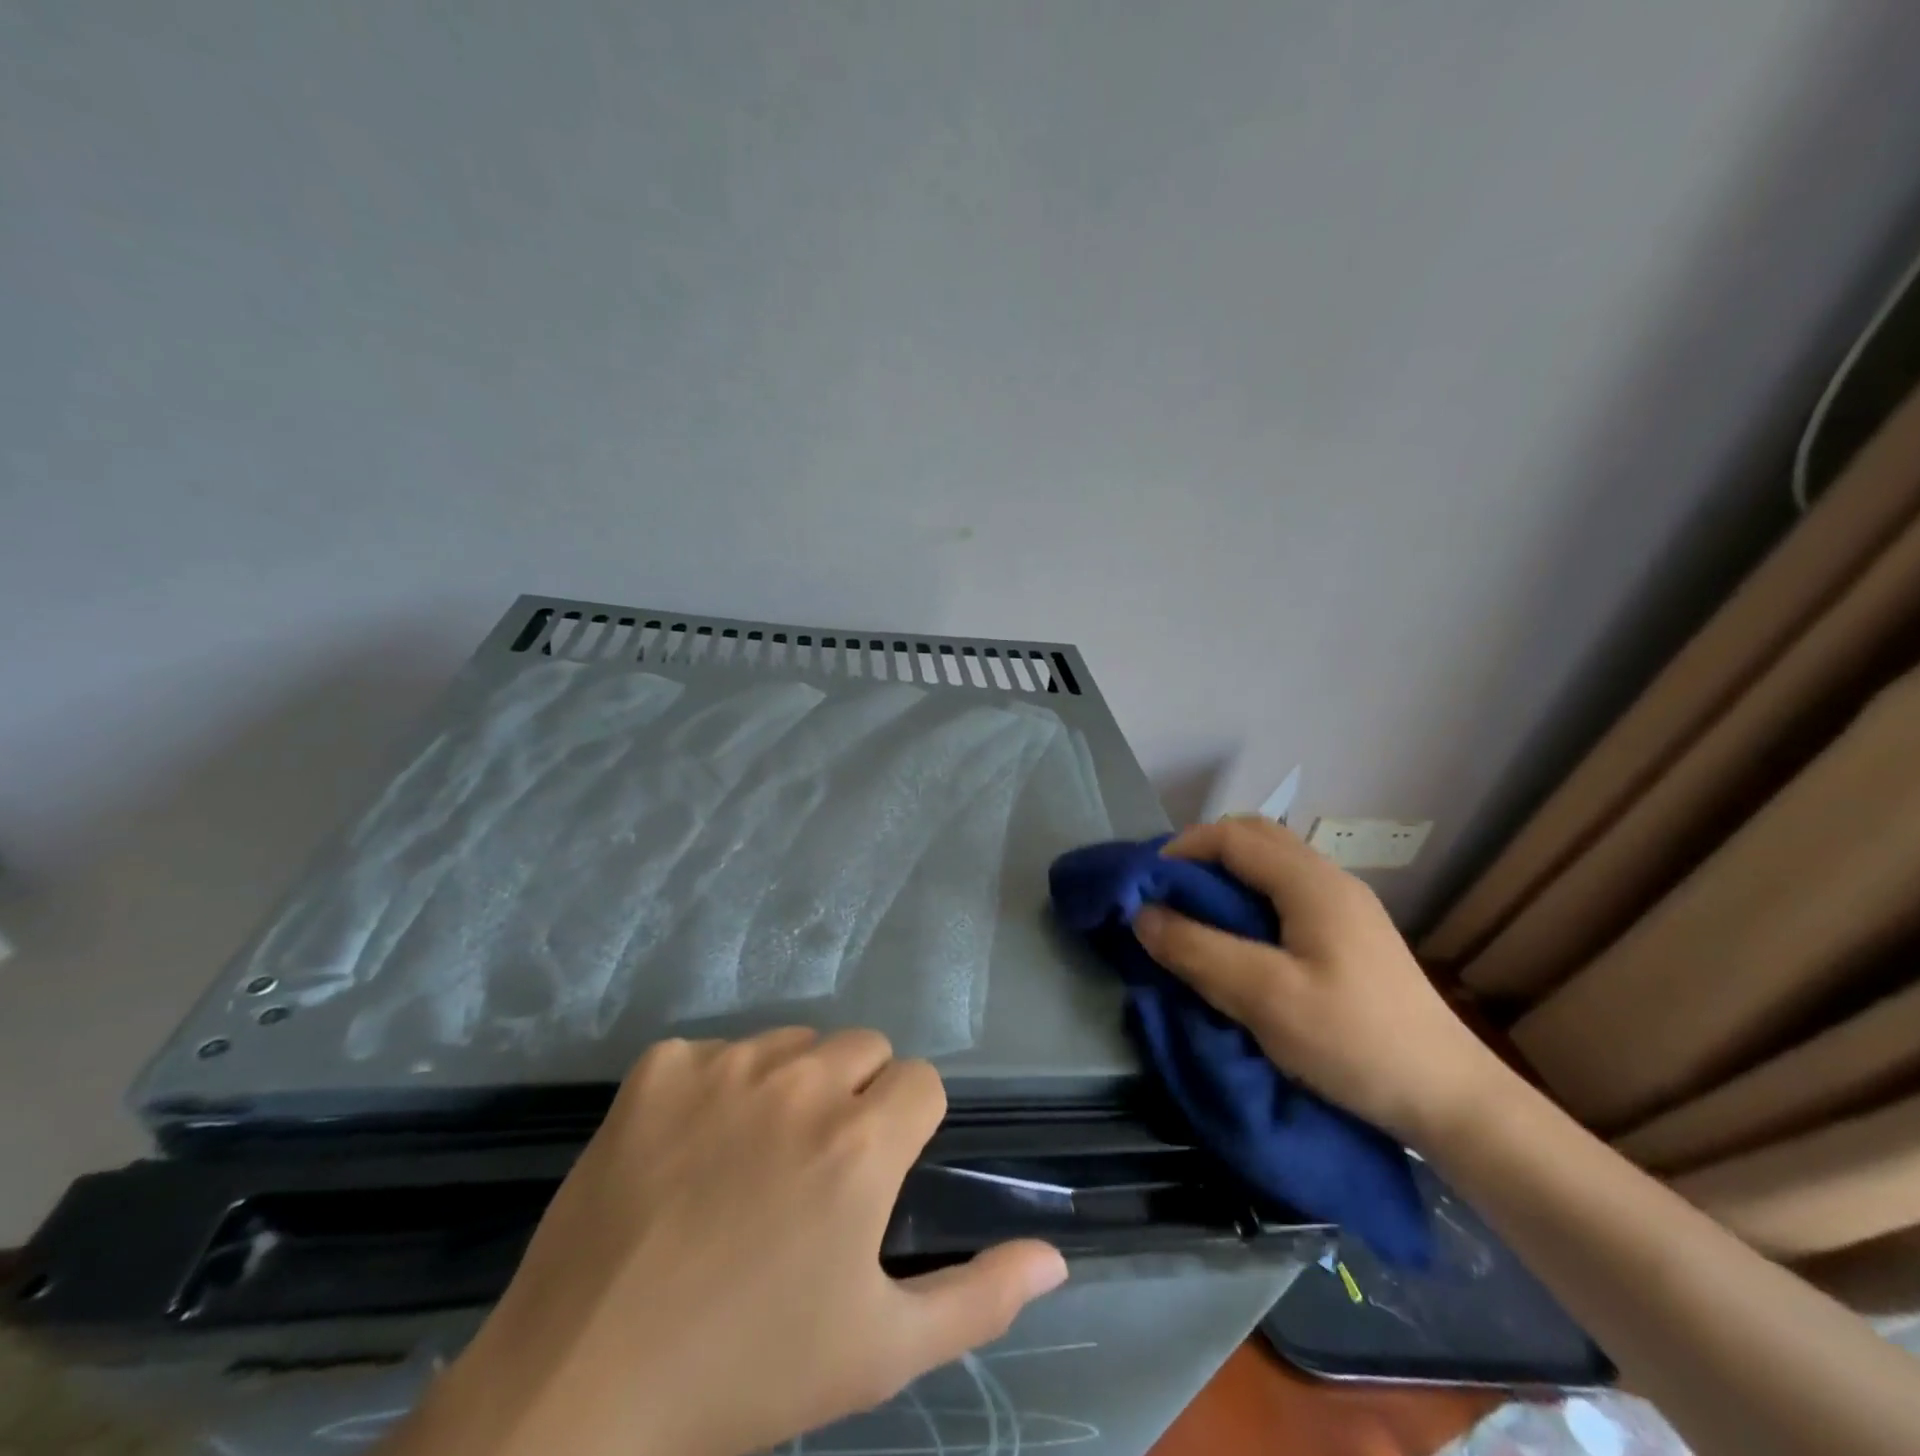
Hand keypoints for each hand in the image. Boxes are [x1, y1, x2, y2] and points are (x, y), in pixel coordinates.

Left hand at [389, 1029, 1067, 1455]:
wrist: (579, 1390)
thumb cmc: (746, 1376)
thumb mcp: (879, 1350)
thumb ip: (980, 1297)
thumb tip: (1055, 1259)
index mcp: (860, 1141)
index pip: (921, 1080)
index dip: (907, 1126)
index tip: (876, 1175)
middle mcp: (800, 1081)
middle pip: (864, 1047)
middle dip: (857, 1097)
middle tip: (815, 1173)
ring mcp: (723, 1064)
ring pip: (793, 1043)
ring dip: (790, 1087)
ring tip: (750, 1164)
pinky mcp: (660, 1065)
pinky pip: (715, 1052)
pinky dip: (714, 1090)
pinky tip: (685, 1155)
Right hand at [1133, 817, 1502, 1148]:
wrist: (1449, 1099)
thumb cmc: (1353, 1041)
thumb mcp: (1264, 997)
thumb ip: (1197, 950)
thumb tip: (1142, 915)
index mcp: (1311, 882)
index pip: (1231, 836)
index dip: (1181, 850)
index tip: (1145, 887)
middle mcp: (1330, 880)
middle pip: (1254, 838)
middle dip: (1202, 856)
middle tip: (1168, 896)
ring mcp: (1345, 906)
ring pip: (1271, 865)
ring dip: (1226, 877)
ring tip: (1195, 917)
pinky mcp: (1350, 935)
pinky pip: (1286, 893)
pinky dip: (1249, 899)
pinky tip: (1240, 940)